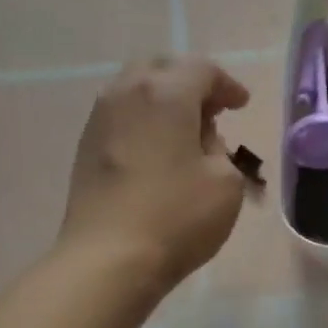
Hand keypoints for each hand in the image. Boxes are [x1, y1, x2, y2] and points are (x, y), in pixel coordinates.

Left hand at [59, 56, 251, 291]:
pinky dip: (144, 120)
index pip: (201, 70)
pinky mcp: (85, 147)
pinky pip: (121, 116)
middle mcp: (127, 94)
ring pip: (135, 89)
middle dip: (190, 82)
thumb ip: (219, 149)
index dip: (227, 84)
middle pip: (161, 69)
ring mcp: (100, 119)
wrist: (109, 258)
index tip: (241, 105)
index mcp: (166, 94)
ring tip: (186, 130)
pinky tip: (159, 149)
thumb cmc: (178, 216)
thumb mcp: (226, 182)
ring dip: (164, 100)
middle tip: (212, 110)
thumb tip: (199, 139)